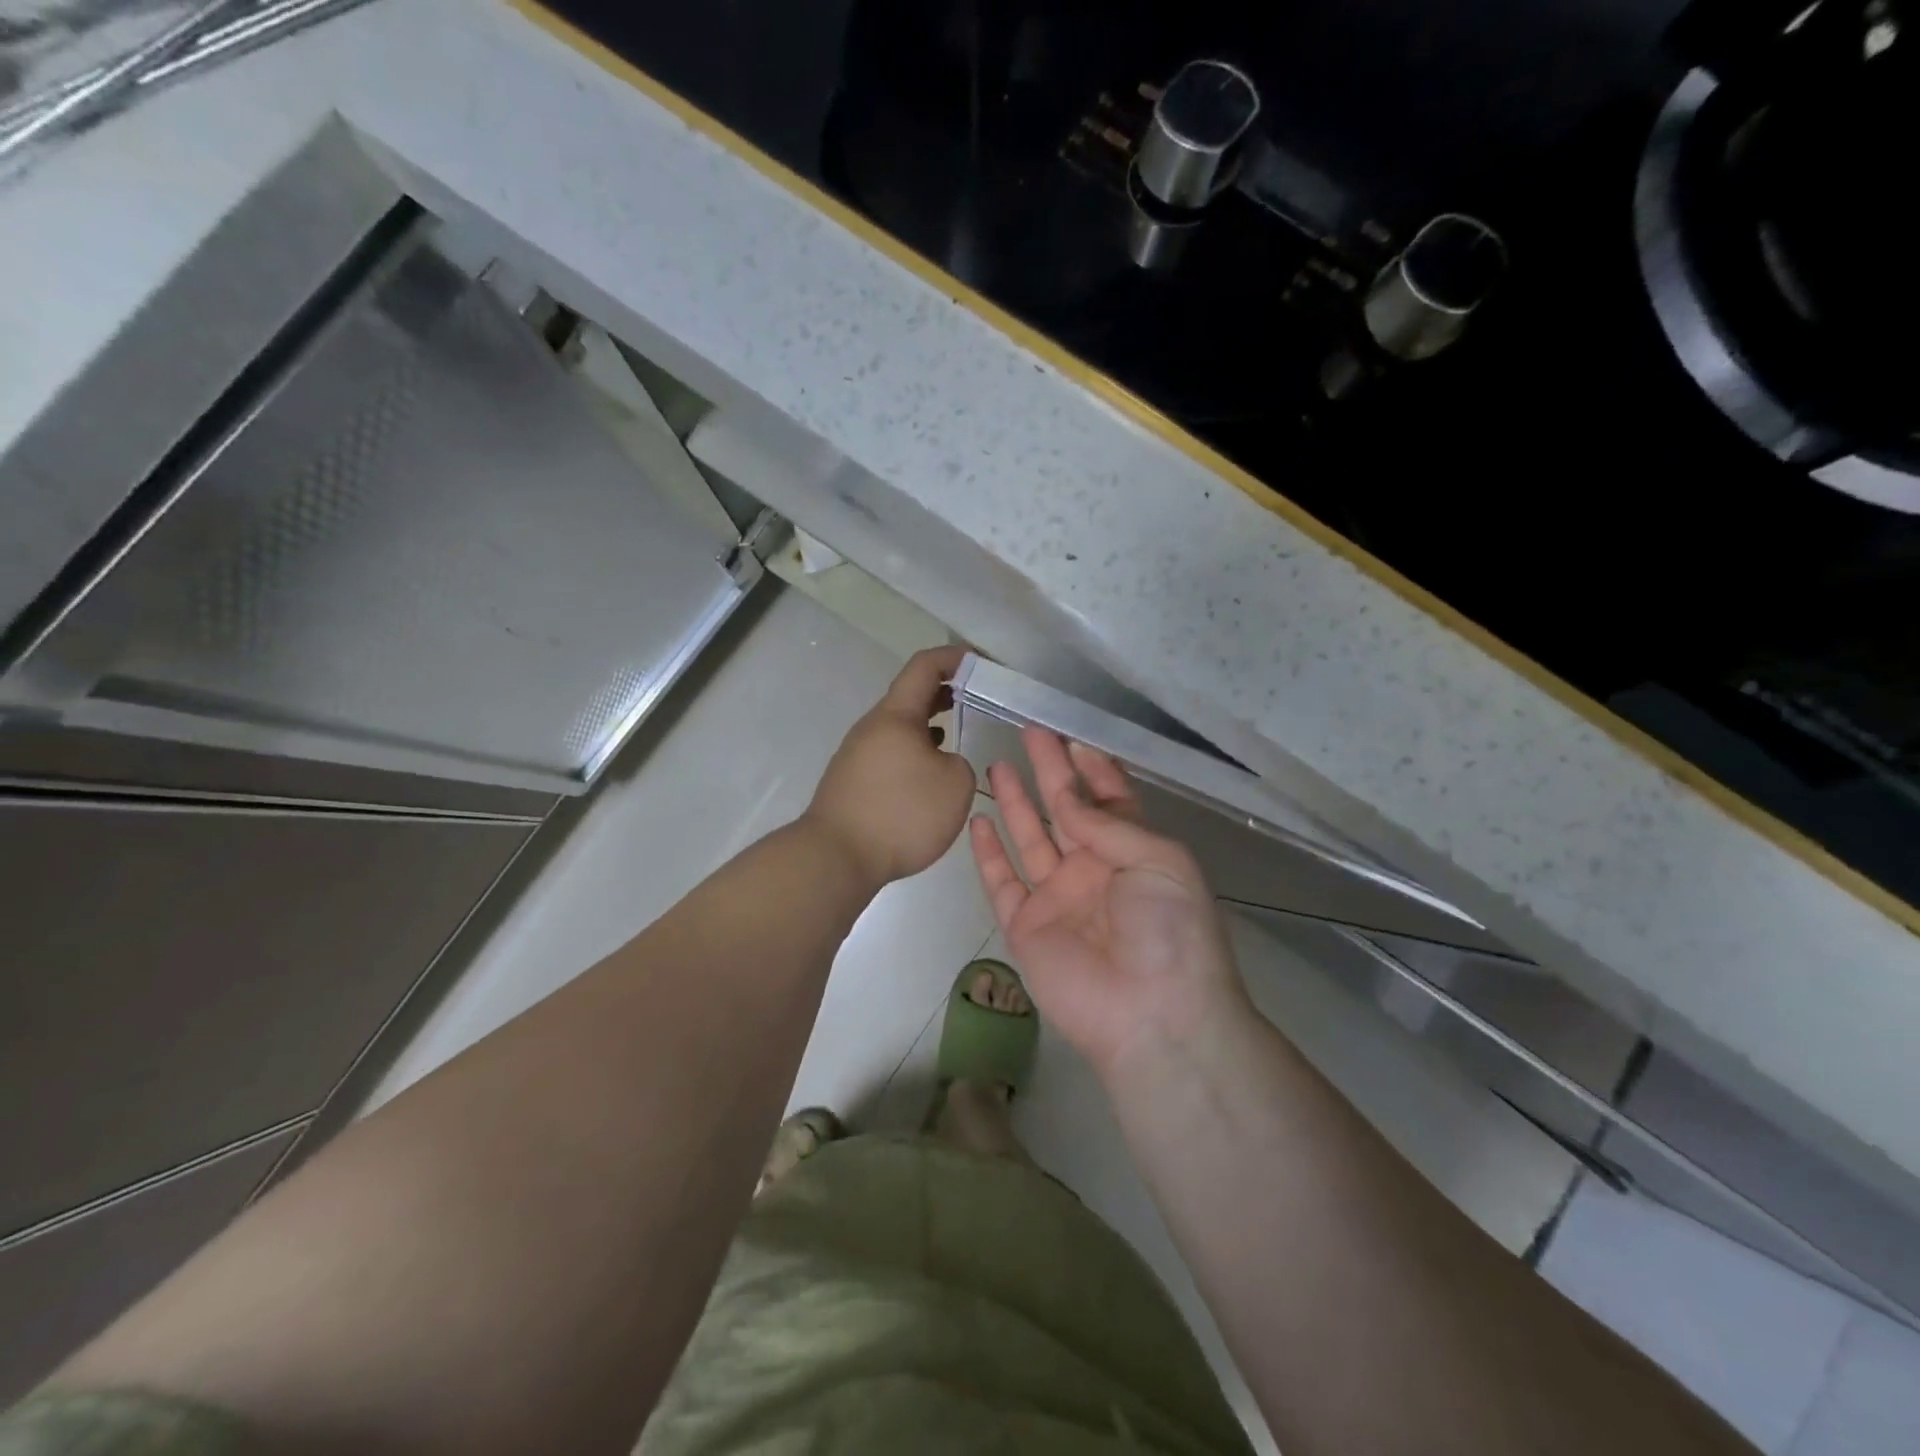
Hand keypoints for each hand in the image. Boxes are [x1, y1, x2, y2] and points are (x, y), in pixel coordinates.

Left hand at [805, 645, 977, 888]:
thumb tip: (941, 763)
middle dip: (945, 691)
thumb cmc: (901, 813)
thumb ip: (960, 762)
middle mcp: (872, 727)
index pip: (925, 666)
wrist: (836, 857)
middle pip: (910, 695)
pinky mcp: (853, 780)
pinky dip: (914, 751)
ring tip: (956, 733)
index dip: (955, 657)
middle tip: (976, 698)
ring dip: (929, 724)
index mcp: (896, 715)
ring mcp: (857, 753)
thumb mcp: (955, 784)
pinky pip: (890, 752)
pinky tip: (928, 773)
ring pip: (900, 727)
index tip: (982, 663)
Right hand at [969, 726, 1252, 1082]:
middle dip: (1049, 770)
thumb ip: (1108, 822)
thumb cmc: (1170, 929)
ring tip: (998, 764)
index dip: (1092, 769)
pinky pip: (1002, 882)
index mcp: (1133, 852)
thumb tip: (1067, 797)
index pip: (1109, 800)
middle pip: (1065, 810)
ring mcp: (1057, 898)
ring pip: (1030, 839)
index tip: (1071, 737)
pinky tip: (977, 821)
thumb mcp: (1159, 860)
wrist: (1153, 1015)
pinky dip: (987, 854)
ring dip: (1015, 802)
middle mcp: (1093, 869)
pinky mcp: (1026, 927)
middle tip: (1029, 731)